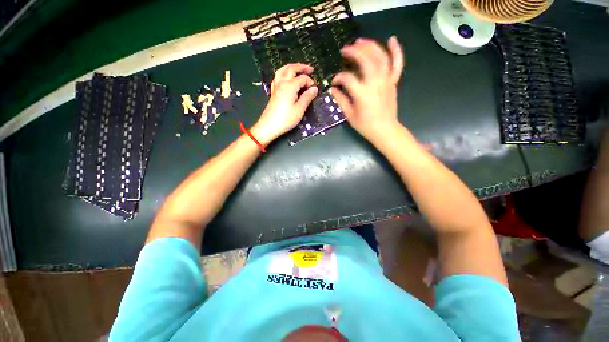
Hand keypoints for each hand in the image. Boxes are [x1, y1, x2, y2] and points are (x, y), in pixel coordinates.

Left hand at [251, 63, 317, 144]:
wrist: (269, 126)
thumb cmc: (286, 119)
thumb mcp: (299, 109)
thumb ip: (307, 97)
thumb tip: (314, 89)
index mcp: (290, 86)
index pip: (302, 79)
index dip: (310, 82)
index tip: (315, 89)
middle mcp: (282, 83)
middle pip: (291, 69)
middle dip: (301, 67)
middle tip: (310, 69)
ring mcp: (276, 87)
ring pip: (283, 70)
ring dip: (291, 67)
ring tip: (298, 69)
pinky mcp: (273, 92)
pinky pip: (278, 77)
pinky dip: (283, 73)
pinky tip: (286, 78)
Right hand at [331, 36, 403, 141]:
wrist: (384, 130)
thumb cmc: (365, 125)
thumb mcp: (350, 114)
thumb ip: (341, 100)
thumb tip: (333, 89)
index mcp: (362, 93)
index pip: (347, 78)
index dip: (338, 78)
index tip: (334, 82)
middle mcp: (375, 83)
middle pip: (365, 60)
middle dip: (354, 52)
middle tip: (345, 50)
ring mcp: (386, 81)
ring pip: (380, 57)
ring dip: (370, 46)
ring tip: (360, 41)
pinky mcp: (393, 82)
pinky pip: (397, 64)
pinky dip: (396, 51)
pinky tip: (391, 39)